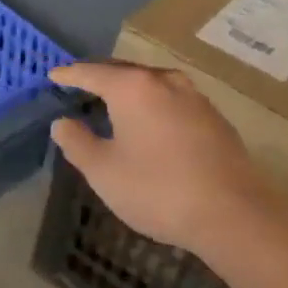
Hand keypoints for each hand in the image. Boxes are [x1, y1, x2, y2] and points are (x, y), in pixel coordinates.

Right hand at [50, 61, 284, 254]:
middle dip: (101, 77)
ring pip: (153, 84)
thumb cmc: (157, 190)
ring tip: (114, 101)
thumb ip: (77, 143)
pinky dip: (154, 105)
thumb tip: (62, 122)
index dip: (70, 75)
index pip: (92, 73)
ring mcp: (196, 98)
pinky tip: (151, 123)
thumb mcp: (103, 171)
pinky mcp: (215, 119)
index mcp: (133, 88)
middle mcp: (165, 82)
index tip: (53, 76)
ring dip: (131, 90)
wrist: (234, 215)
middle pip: (125, 72)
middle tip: (81, 85)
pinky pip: (173, 101)